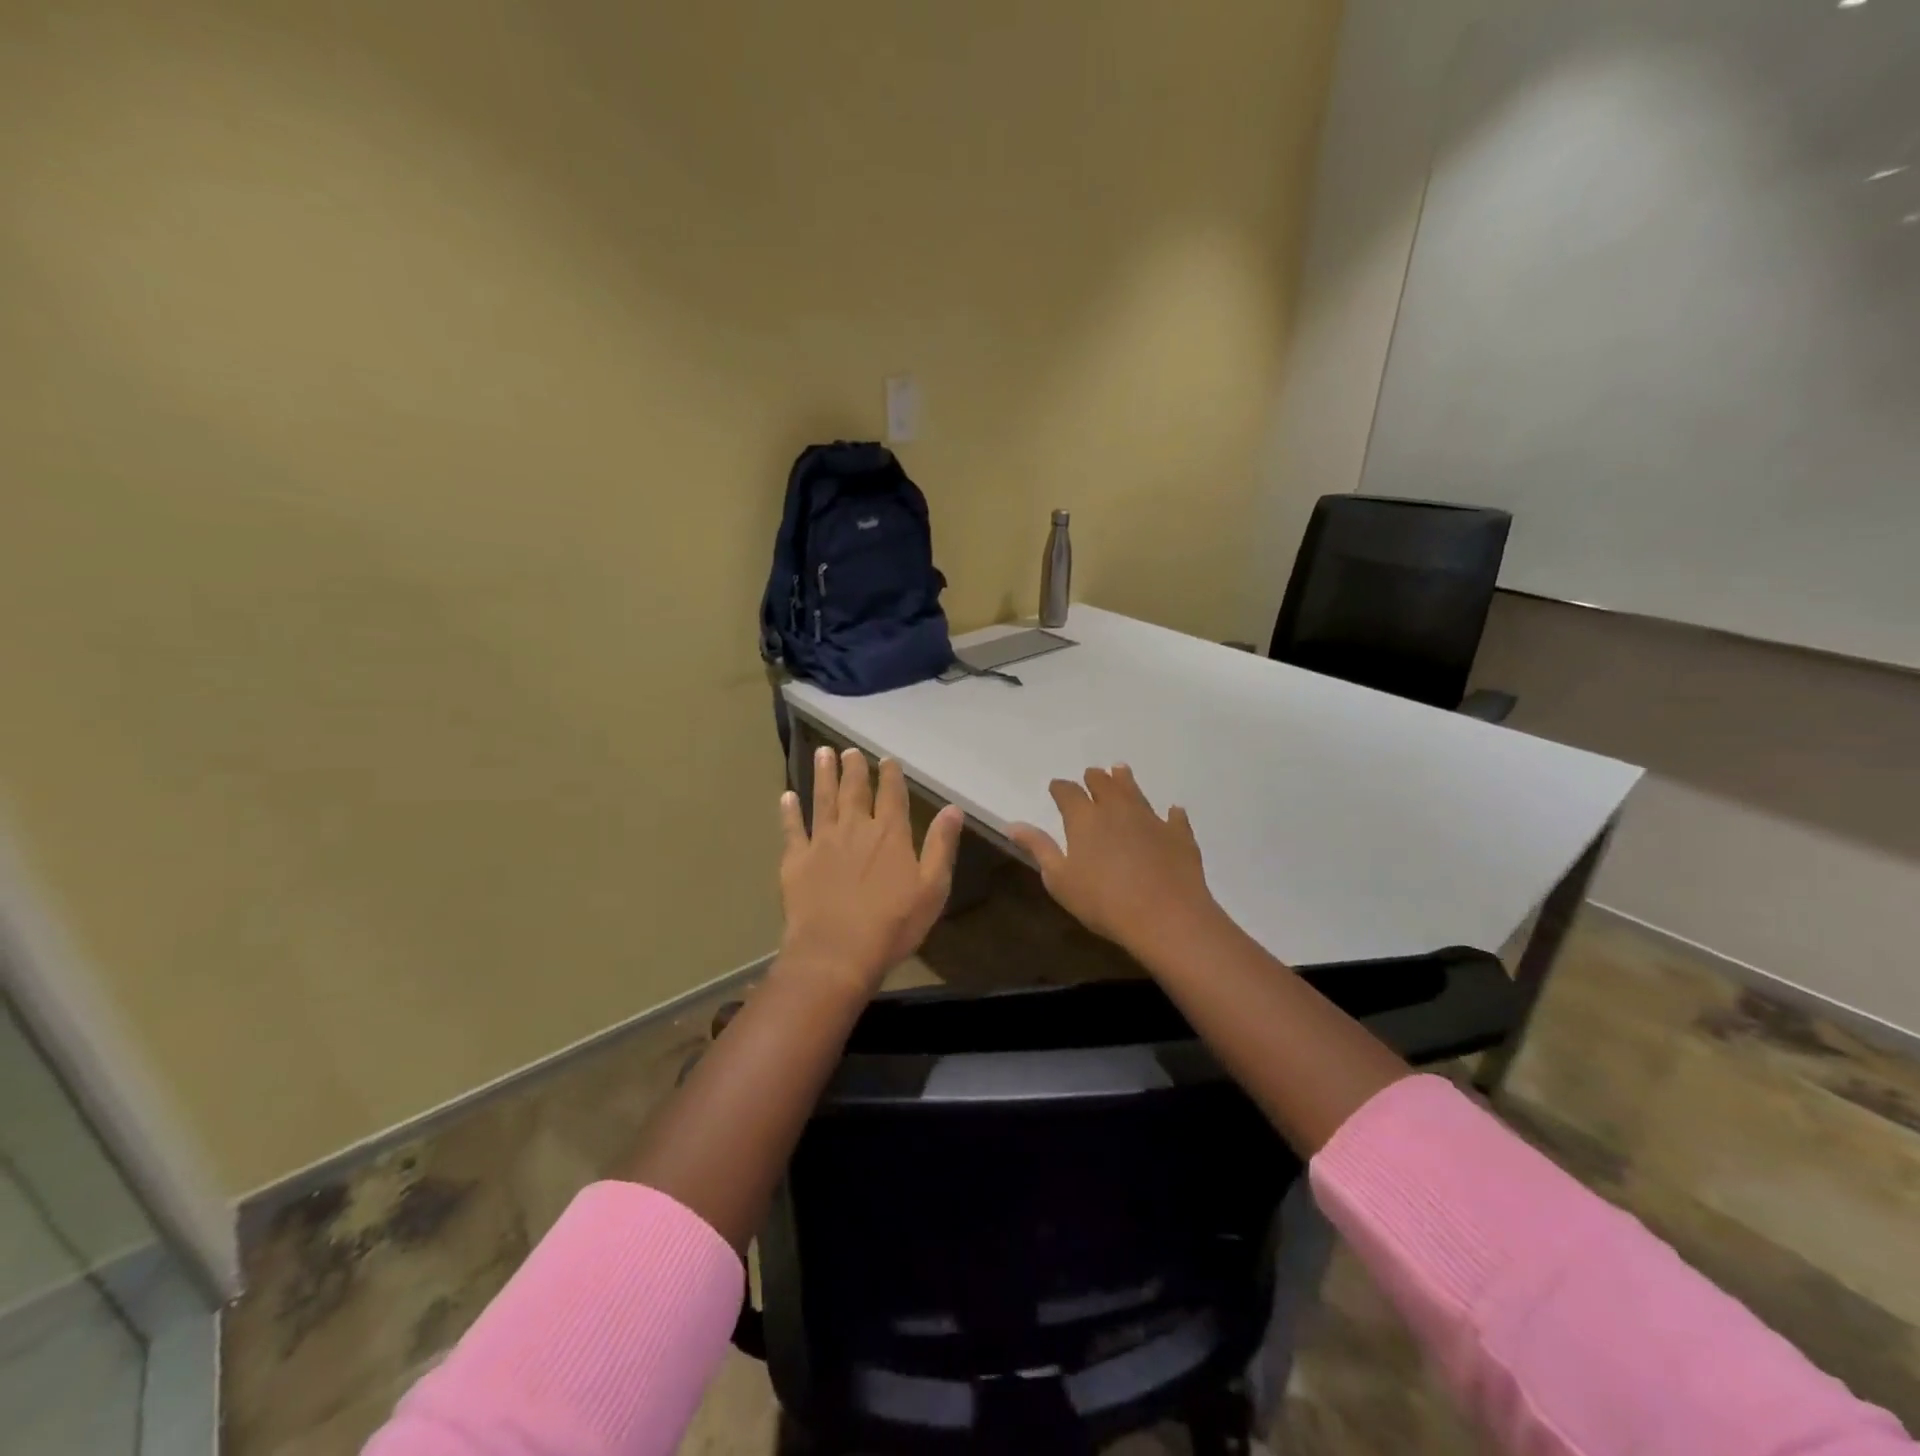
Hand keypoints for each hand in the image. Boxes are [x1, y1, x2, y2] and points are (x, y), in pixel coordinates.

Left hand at [777, 746, 964, 997]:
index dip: (890, 775)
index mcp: (890, 834)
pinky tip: (786, 796)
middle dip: (854, 768)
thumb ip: (941, 845)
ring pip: (822, 799)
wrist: (836, 952)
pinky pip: (792, 829)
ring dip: (823, 775)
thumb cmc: (892, 924)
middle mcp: (855, 828)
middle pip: (854, 790)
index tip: (887, 759)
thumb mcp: (932, 888)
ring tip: (823, 753)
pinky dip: (789, 811)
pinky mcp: (796, 860)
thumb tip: (953, 808)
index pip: (892, 795)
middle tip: (849, 750)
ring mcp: (822, 842)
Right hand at [1009, 765, 1222, 958]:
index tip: (1056, 787)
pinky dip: (1170, 813)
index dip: (1061, 788)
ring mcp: (1150, 819)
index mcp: (1084, 818)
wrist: (1165, 916)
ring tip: (1121, 771)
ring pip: (1135, 792)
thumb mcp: (1060, 880)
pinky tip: (1172, 812)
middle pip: (1104, 784)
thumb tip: (1013, 824)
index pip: (1068, 793)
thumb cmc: (1103, 902)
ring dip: (1126, 781)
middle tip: (1092, 775)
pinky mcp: (1178, 835)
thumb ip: (1039, 848)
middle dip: (1095, 778)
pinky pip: (1173, 817)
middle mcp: (1117, 809)